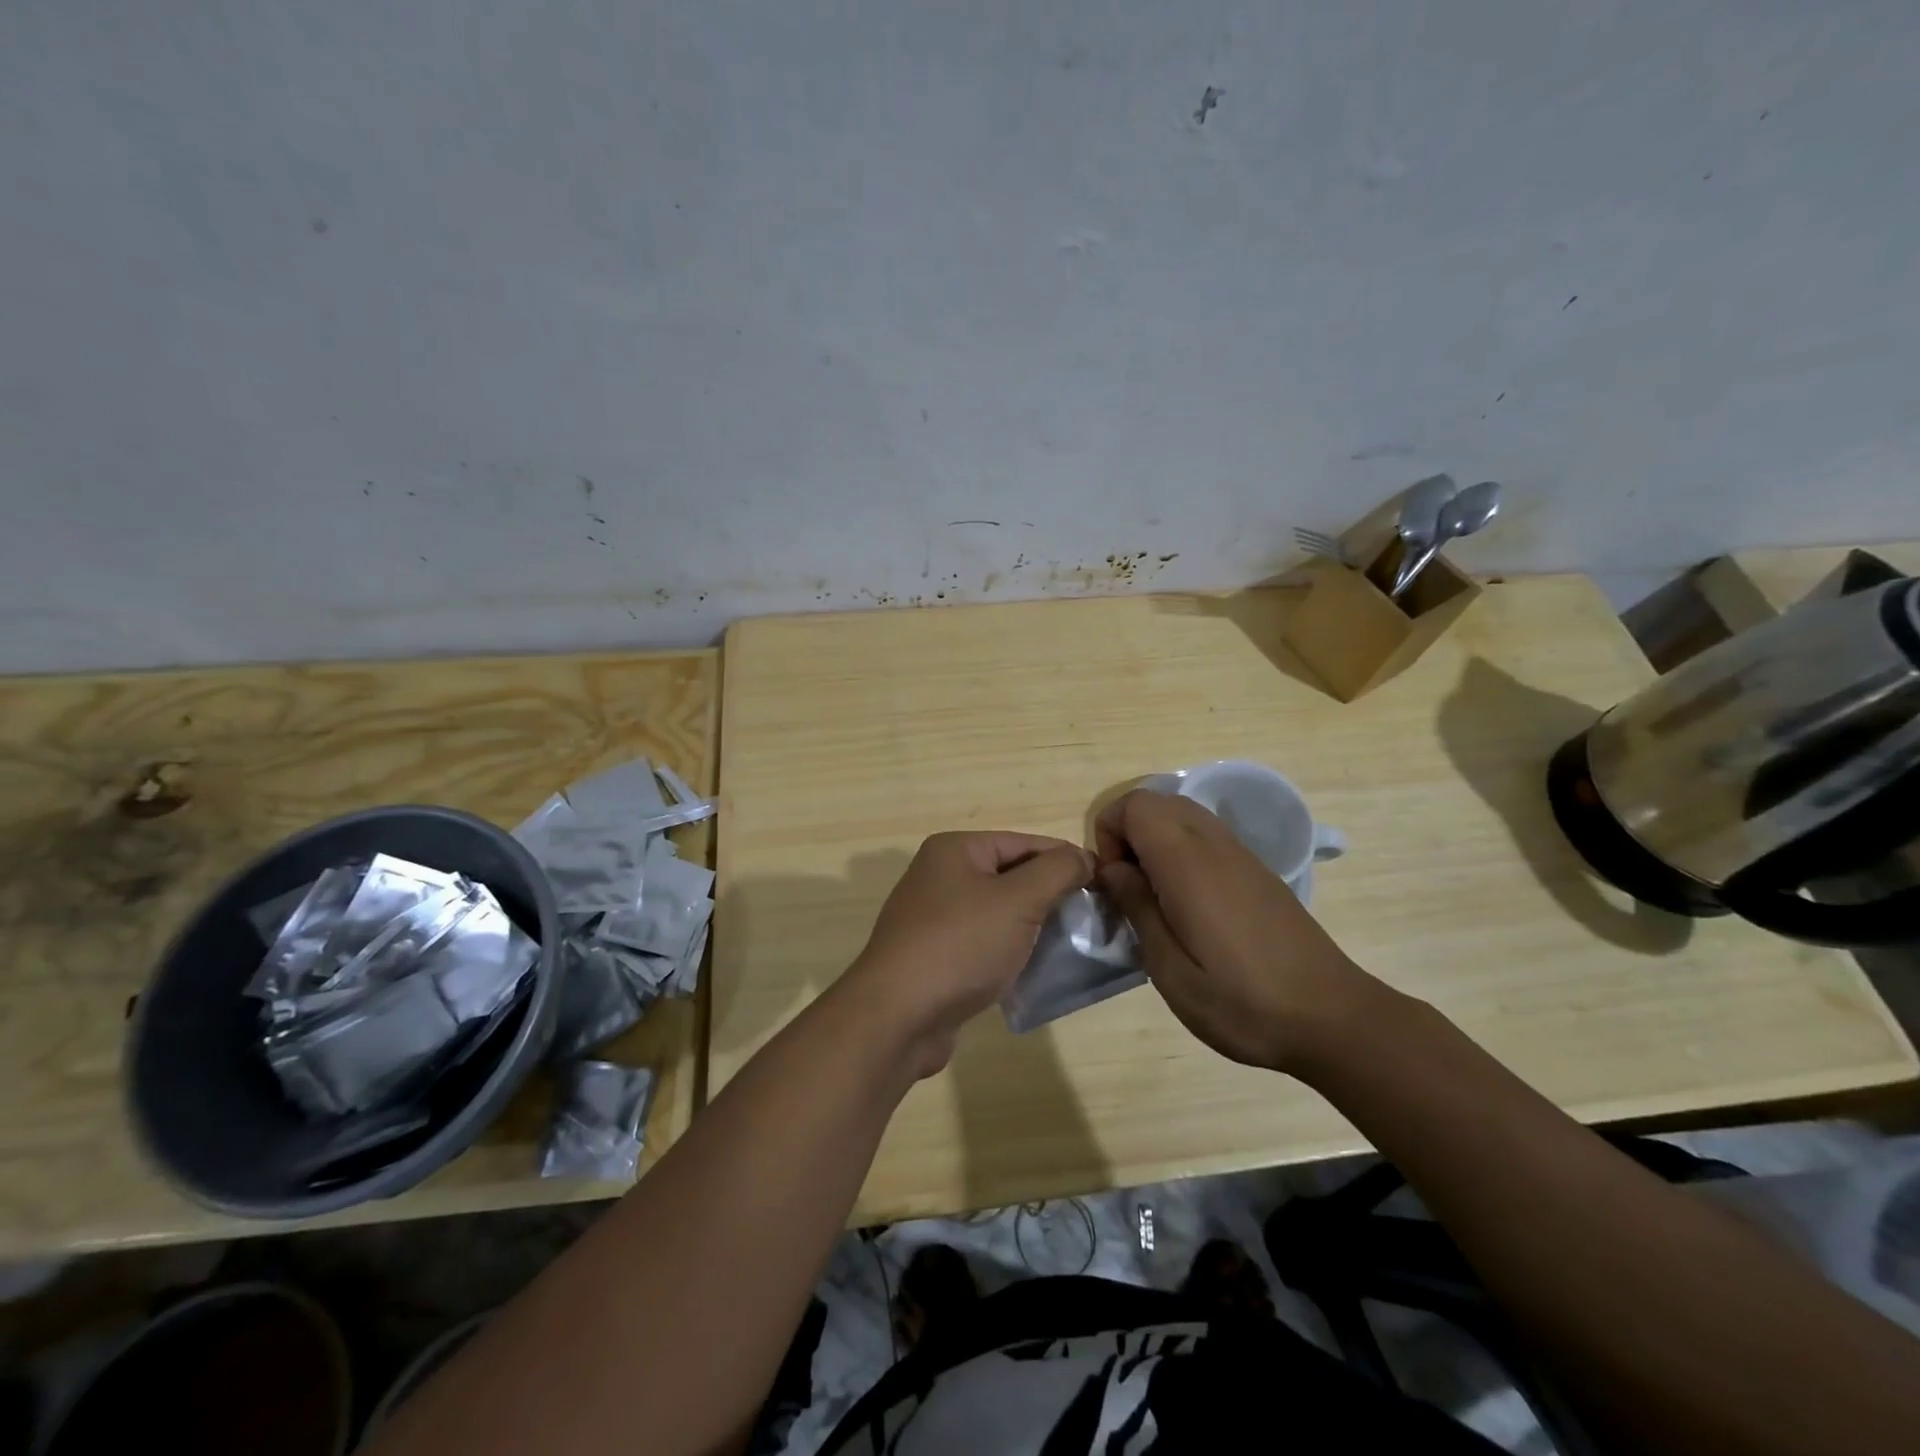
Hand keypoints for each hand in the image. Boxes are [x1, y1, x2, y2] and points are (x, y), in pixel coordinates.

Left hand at [844, 832, 1093, 1076]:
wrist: (898, 1016)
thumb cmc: (961, 945)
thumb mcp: (1018, 900)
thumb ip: (1057, 871)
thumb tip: (1082, 857)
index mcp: (955, 850)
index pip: (1023, 843)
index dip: (1064, 859)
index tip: (1103, 883)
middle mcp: (940, 876)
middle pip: (1010, 876)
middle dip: (1050, 894)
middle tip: (1091, 917)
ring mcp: (934, 918)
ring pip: (998, 913)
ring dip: (1032, 926)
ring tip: (1071, 945)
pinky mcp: (935, 957)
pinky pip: (983, 943)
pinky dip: (1009, 951)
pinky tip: (1034, 969)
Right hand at [1094, 789, 1372, 1072]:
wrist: (1332, 1019)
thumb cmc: (1242, 1003)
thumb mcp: (1171, 970)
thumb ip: (1137, 907)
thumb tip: (1112, 869)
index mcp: (1188, 862)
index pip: (1135, 804)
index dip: (1109, 832)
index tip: (1113, 883)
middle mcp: (1214, 844)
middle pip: (1156, 801)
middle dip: (1128, 834)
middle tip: (1130, 890)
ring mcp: (1241, 853)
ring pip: (1182, 814)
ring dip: (1155, 842)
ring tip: (1157, 900)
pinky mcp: (1257, 870)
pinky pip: (1206, 836)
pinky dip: (1182, 853)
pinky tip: (1191, 907)